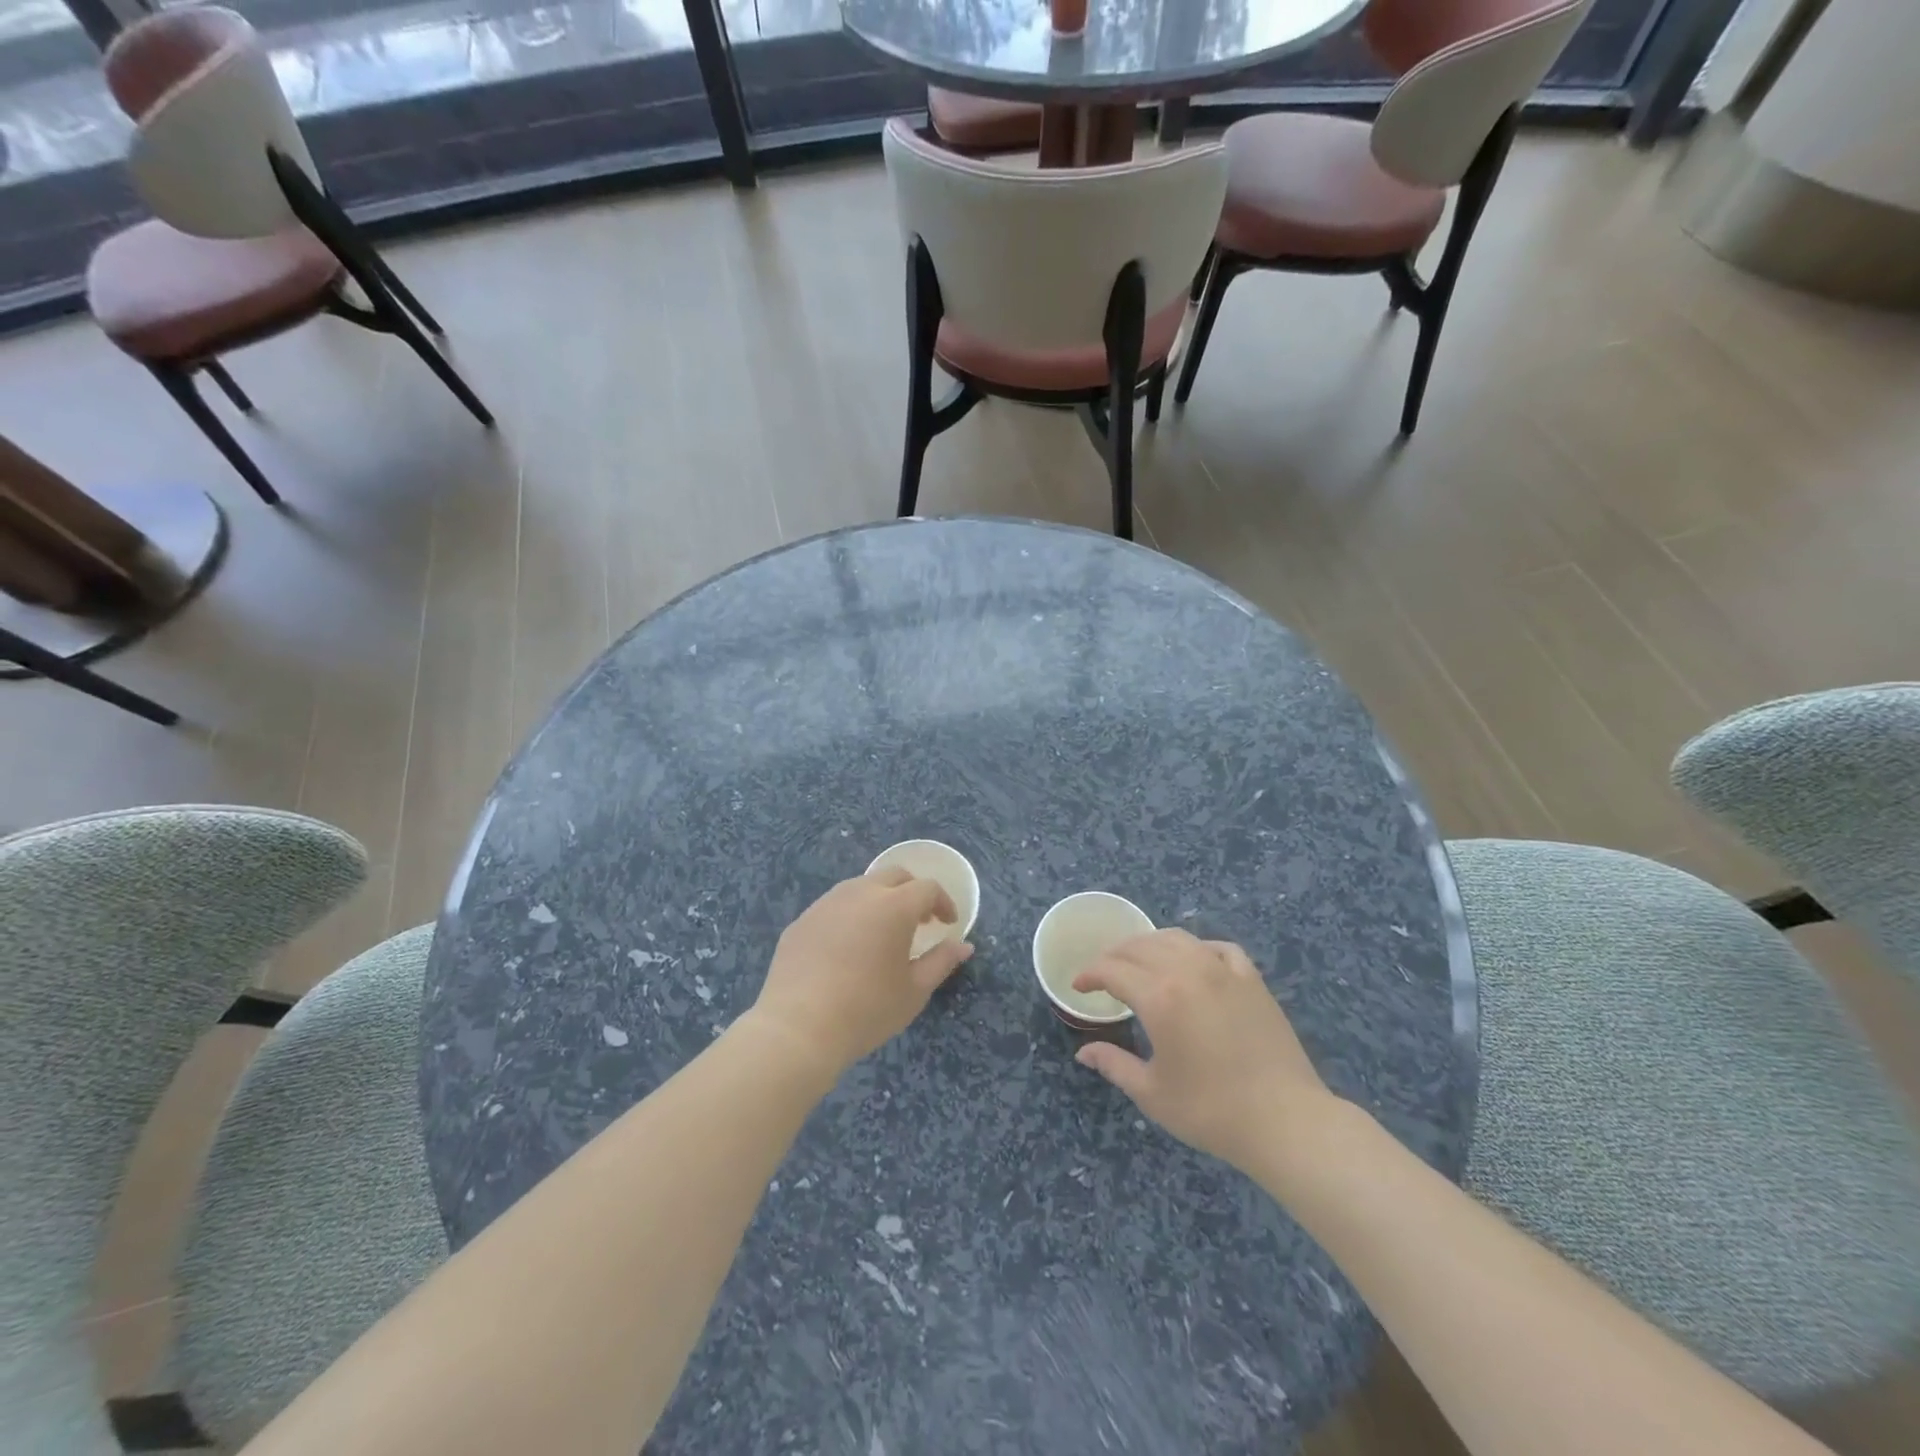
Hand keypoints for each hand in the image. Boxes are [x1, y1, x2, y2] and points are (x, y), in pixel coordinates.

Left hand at [747, 869, 973, 1076]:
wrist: (798, 1028)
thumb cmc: (867, 1009)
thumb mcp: (915, 991)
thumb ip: (942, 961)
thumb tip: (963, 945)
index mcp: (894, 906)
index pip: (927, 888)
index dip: (943, 902)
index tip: (948, 924)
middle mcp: (860, 893)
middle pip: (894, 875)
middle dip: (913, 891)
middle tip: (920, 921)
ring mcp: (826, 903)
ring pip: (860, 886)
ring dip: (880, 900)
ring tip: (883, 932)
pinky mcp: (801, 920)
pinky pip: (834, 907)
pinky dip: (850, 916)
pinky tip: (847, 949)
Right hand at [1072, 930, 1335, 1174]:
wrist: (1285, 1121)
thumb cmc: (1211, 1111)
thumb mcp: (1152, 1093)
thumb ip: (1114, 1064)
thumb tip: (1084, 1052)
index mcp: (1159, 997)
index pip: (1112, 970)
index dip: (1090, 974)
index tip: (1079, 986)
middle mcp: (1188, 971)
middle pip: (1140, 947)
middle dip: (1114, 956)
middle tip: (1103, 974)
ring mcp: (1223, 971)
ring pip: (1177, 938)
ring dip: (1150, 944)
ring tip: (1140, 961)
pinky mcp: (1252, 980)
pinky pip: (1218, 948)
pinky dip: (1197, 948)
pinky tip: (1194, 961)